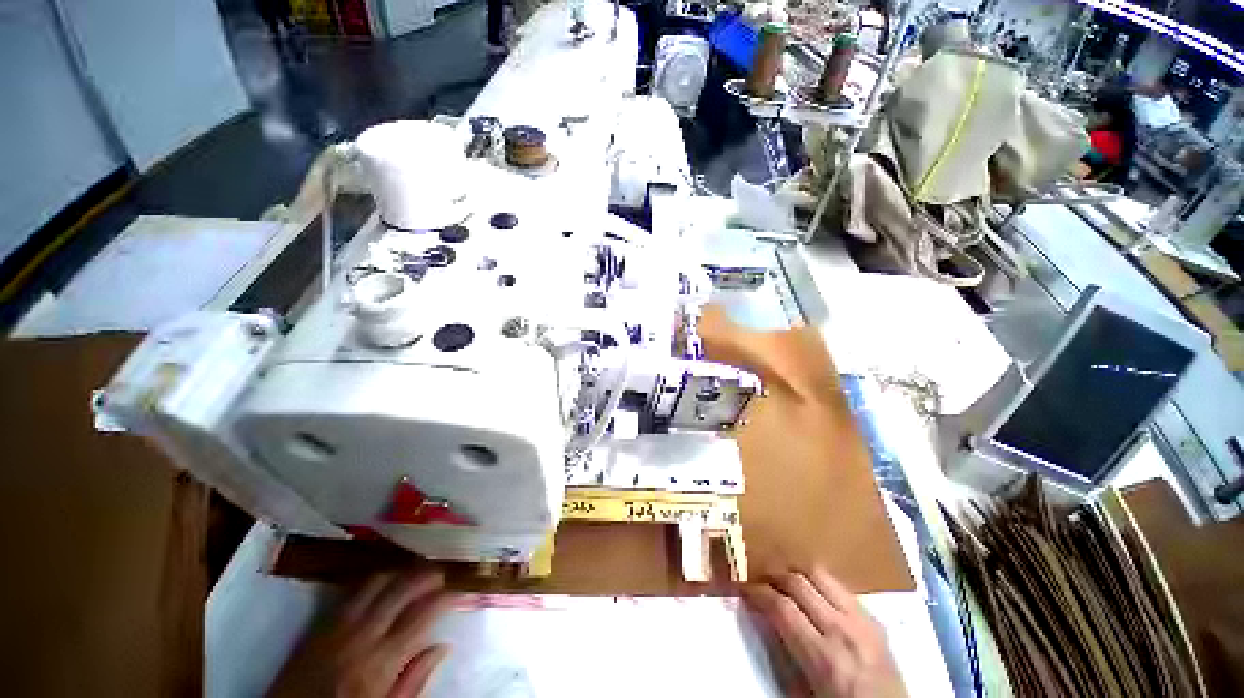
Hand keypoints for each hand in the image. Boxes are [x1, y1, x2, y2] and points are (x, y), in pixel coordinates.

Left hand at [269, 569, 450, 697]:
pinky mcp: (320, 625)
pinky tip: (384, 581)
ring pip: (377, 581)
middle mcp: (362, 635)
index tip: (460, 591)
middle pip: (401, 589)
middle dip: (427, 575)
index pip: (423, 614)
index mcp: (381, 661)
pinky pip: (352, 591)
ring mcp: (338, 626)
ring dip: (401, 571)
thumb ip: (413, 681)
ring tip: (416, 572)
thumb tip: (443, 647)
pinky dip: (374, 579)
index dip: (447, 596)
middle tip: (442, 574)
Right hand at [743, 568, 904, 697]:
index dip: (757, 593)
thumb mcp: (804, 693)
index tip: (744, 589)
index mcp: (823, 657)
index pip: (781, 607)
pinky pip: (840, 586)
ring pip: (820, 573)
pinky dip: (820, 583)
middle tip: (761, 580)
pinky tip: (813, 593)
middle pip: (798, 582)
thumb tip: (762, 617)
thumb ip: (783, 653)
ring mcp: (863, 621)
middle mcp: (843, 630)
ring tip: (784, 580)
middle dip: (773, 576)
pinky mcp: (875, 619)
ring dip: (796, 572)